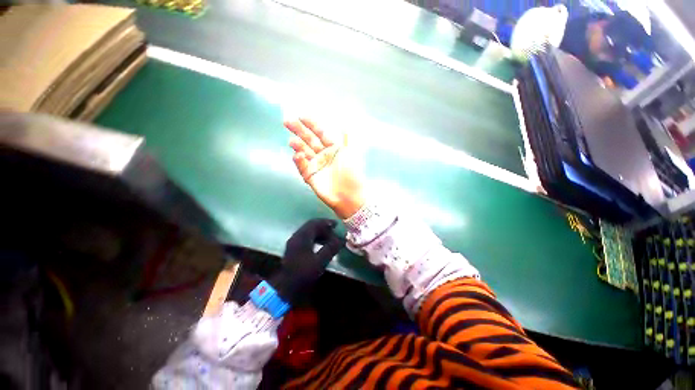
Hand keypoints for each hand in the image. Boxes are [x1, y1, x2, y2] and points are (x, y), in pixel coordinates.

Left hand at [270, 219, 343, 303]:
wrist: (285, 289)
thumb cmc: (303, 274)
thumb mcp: (320, 261)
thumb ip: (331, 248)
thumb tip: (341, 239)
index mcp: (302, 237)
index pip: (315, 223)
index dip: (326, 222)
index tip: (336, 225)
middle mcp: (296, 236)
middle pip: (311, 226)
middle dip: (324, 227)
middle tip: (334, 231)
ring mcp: (293, 242)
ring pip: (308, 232)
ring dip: (319, 233)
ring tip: (330, 238)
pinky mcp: (293, 249)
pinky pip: (306, 238)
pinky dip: (315, 238)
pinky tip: (321, 244)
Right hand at [285, 118, 364, 218]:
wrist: (349, 196)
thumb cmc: (352, 173)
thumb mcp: (351, 154)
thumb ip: (347, 139)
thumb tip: (345, 125)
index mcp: (334, 148)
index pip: (320, 133)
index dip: (312, 124)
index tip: (301, 116)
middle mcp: (323, 154)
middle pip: (309, 140)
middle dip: (299, 130)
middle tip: (287, 121)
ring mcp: (316, 165)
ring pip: (303, 152)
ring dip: (297, 145)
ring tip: (292, 141)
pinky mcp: (310, 176)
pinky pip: (302, 166)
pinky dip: (298, 160)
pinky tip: (298, 155)